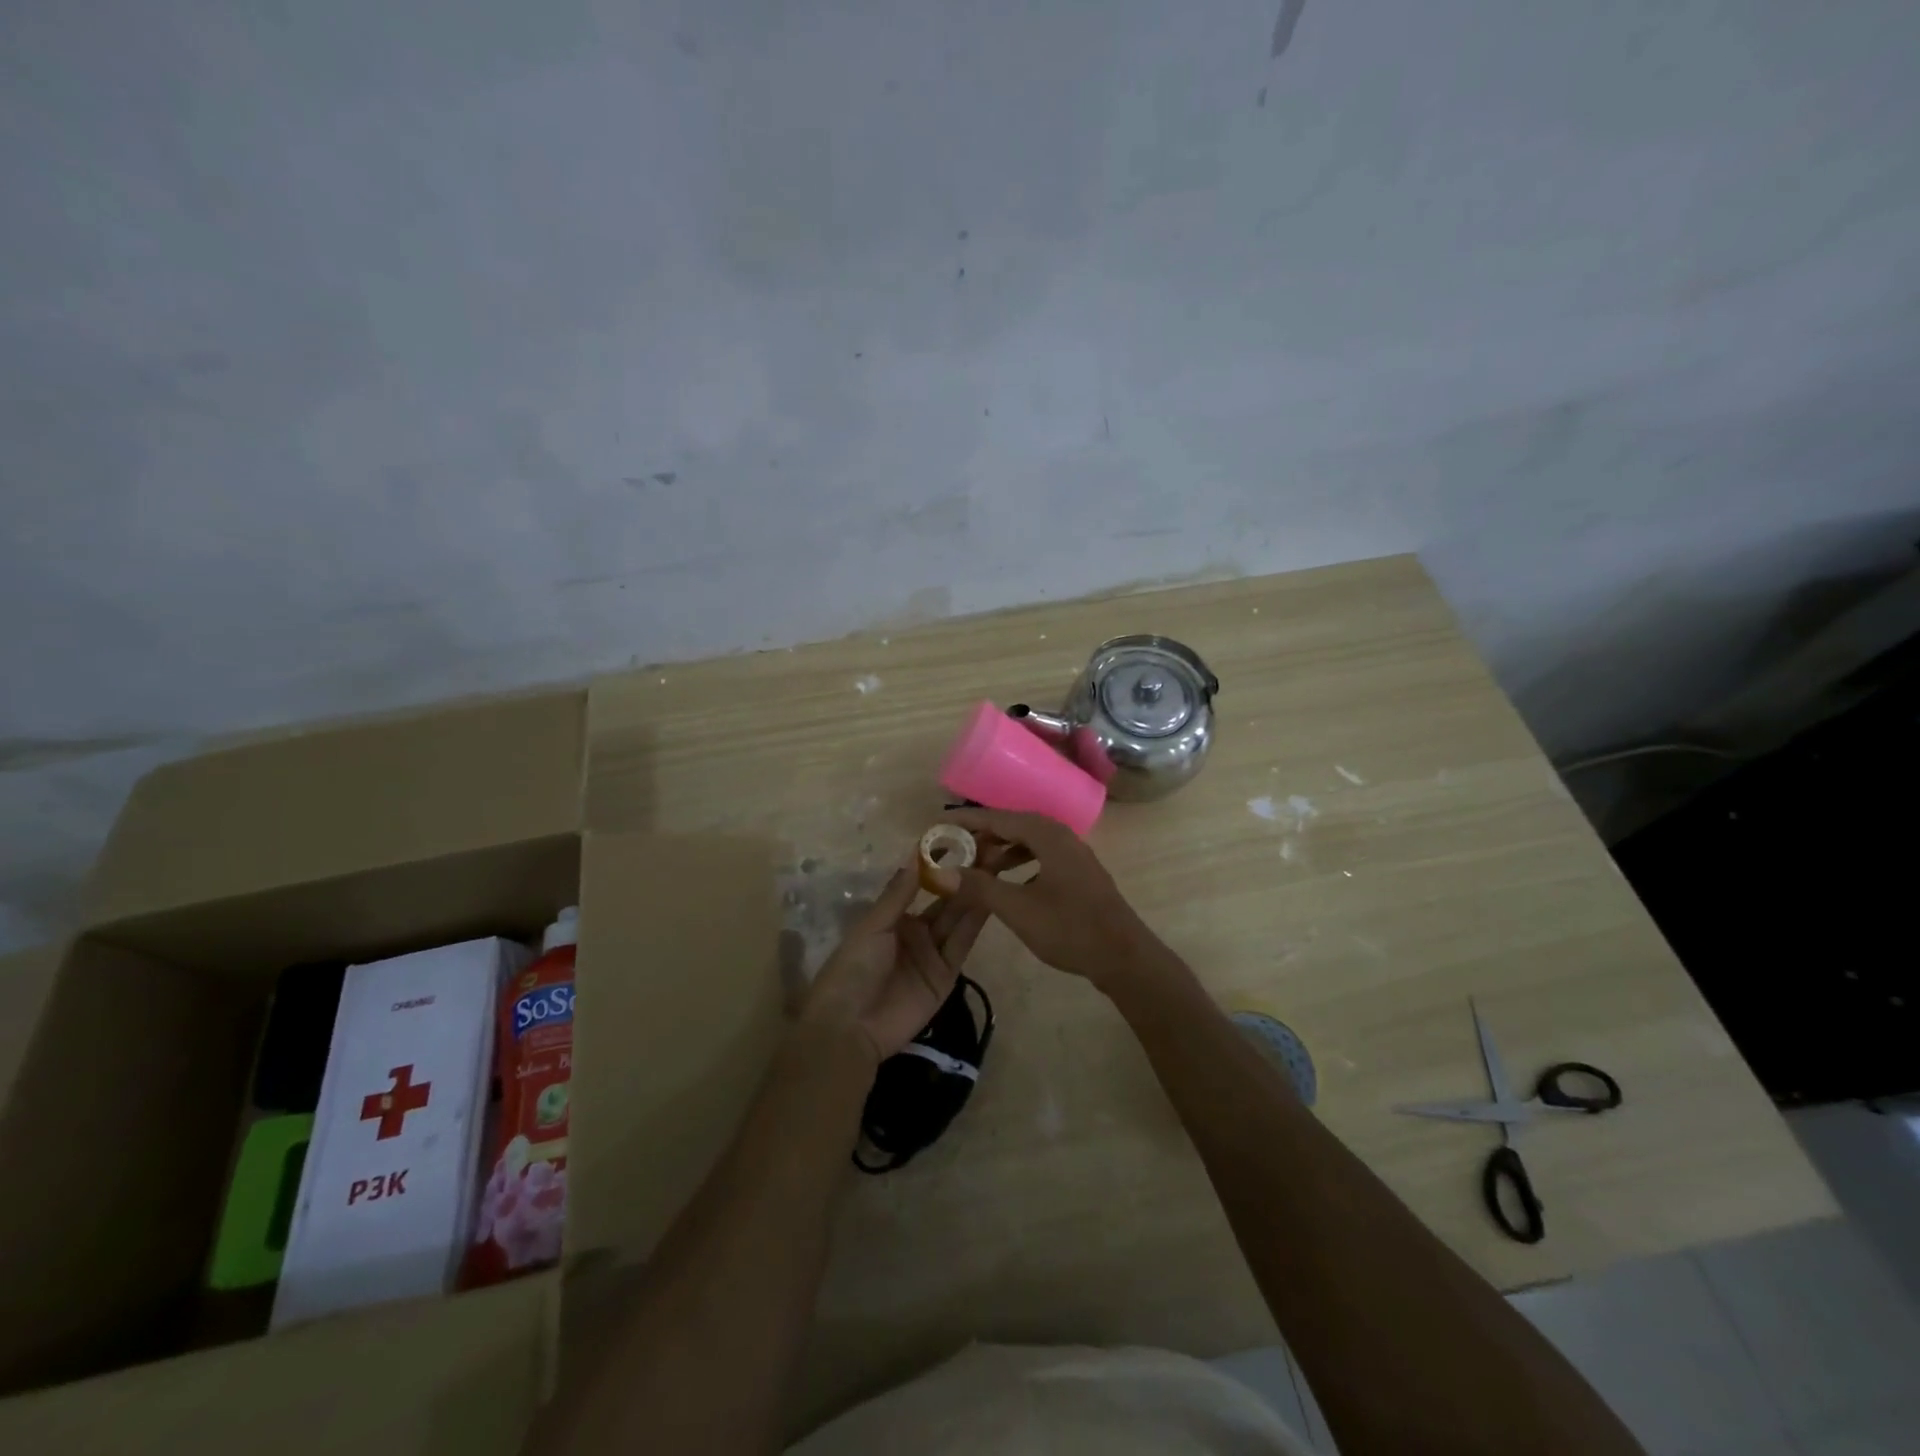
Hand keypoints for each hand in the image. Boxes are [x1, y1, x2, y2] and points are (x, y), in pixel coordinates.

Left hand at [801, 865, 987, 1062]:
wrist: (851, 1027)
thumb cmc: (853, 968)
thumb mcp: (873, 926)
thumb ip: (899, 894)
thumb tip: (917, 854)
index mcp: (894, 918)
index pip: (921, 886)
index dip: (939, 866)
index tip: (960, 840)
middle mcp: (916, 932)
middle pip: (945, 902)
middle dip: (964, 879)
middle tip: (990, 852)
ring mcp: (932, 954)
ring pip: (958, 920)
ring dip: (974, 897)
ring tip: (996, 869)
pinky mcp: (946, 976)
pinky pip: (962, 946)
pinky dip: (975, 925)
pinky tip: (991, 901)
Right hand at [935, 808, 1170, 988]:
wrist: (1123, 956)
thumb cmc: (1069, 928)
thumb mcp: (1017, 909)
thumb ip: (980, 887)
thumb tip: (943, 871)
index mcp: (1048, 835)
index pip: (999, 818)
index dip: (967, 821)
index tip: (939, 824)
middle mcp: (1062, 836)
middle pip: (1015, 825)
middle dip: (983, 835)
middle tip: (954, 848)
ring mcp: (1074, 855)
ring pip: (1029, 842)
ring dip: (1001, 850)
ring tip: (976, 866)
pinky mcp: (1079, 874)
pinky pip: (1041, 856)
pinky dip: (1019, 862)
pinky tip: (1008, 881)